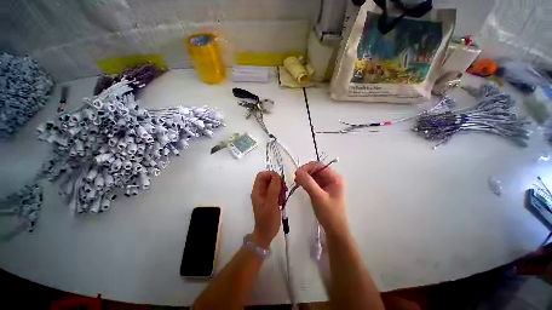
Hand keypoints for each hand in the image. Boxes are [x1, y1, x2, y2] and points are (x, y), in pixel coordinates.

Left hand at [251, 171, 281, 248]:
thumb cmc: (267, 219)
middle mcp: (261, 191)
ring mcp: (266, 195)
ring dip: (280, 187)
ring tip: (283, 196)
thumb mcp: (271, 203)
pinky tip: (282, 200)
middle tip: (284, 189)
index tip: (280, 180)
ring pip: (273, 184)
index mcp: (257, 190)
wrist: (267, 233)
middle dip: (277, 181)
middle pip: (268, 178)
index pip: (262, 175)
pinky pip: (276, 190)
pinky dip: (281, 192)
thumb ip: (273, 189)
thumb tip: (276, 175)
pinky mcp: (271, 199)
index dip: (270, 174)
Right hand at [295, 162, 347, 236]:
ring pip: (313, 175)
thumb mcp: (318, 197)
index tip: (297, 173)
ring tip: (296, 181)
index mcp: (335, 178)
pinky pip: (312, 181)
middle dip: (305, 172)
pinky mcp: (322, 189)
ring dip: (304, 176)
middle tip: (296, 178)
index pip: (320, 166)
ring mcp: (327, 184)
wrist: (334, 230)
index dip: (308, 167)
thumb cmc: (330, 214)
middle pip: (316, 169)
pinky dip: (306, 181)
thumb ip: (308, 183)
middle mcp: (331, 179)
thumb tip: (297, 171)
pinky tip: (300, 184)